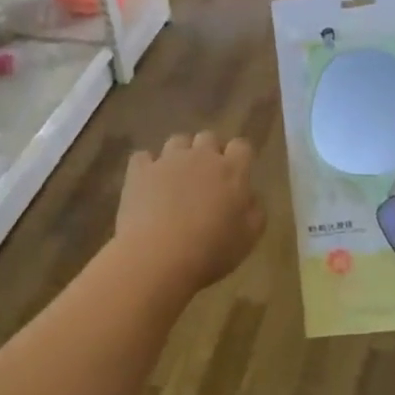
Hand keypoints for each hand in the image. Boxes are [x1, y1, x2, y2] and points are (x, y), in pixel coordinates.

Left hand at [116, 133, 263, 292]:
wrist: (158, 256)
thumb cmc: (211, 250)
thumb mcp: (249, 238)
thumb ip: (254, 211)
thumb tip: (250, 197)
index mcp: (232, 171)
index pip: (241, 146)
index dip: (239, 158)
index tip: (236, 175)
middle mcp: (201, 156)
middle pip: (208, 138)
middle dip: (209, 152)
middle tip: (206, 178)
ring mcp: (168, 160)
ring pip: (177, 141)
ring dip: (180, 154)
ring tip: (176, 179)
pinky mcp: (139, 171)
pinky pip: (143, 157)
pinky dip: (147, 167)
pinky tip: (147, 184)